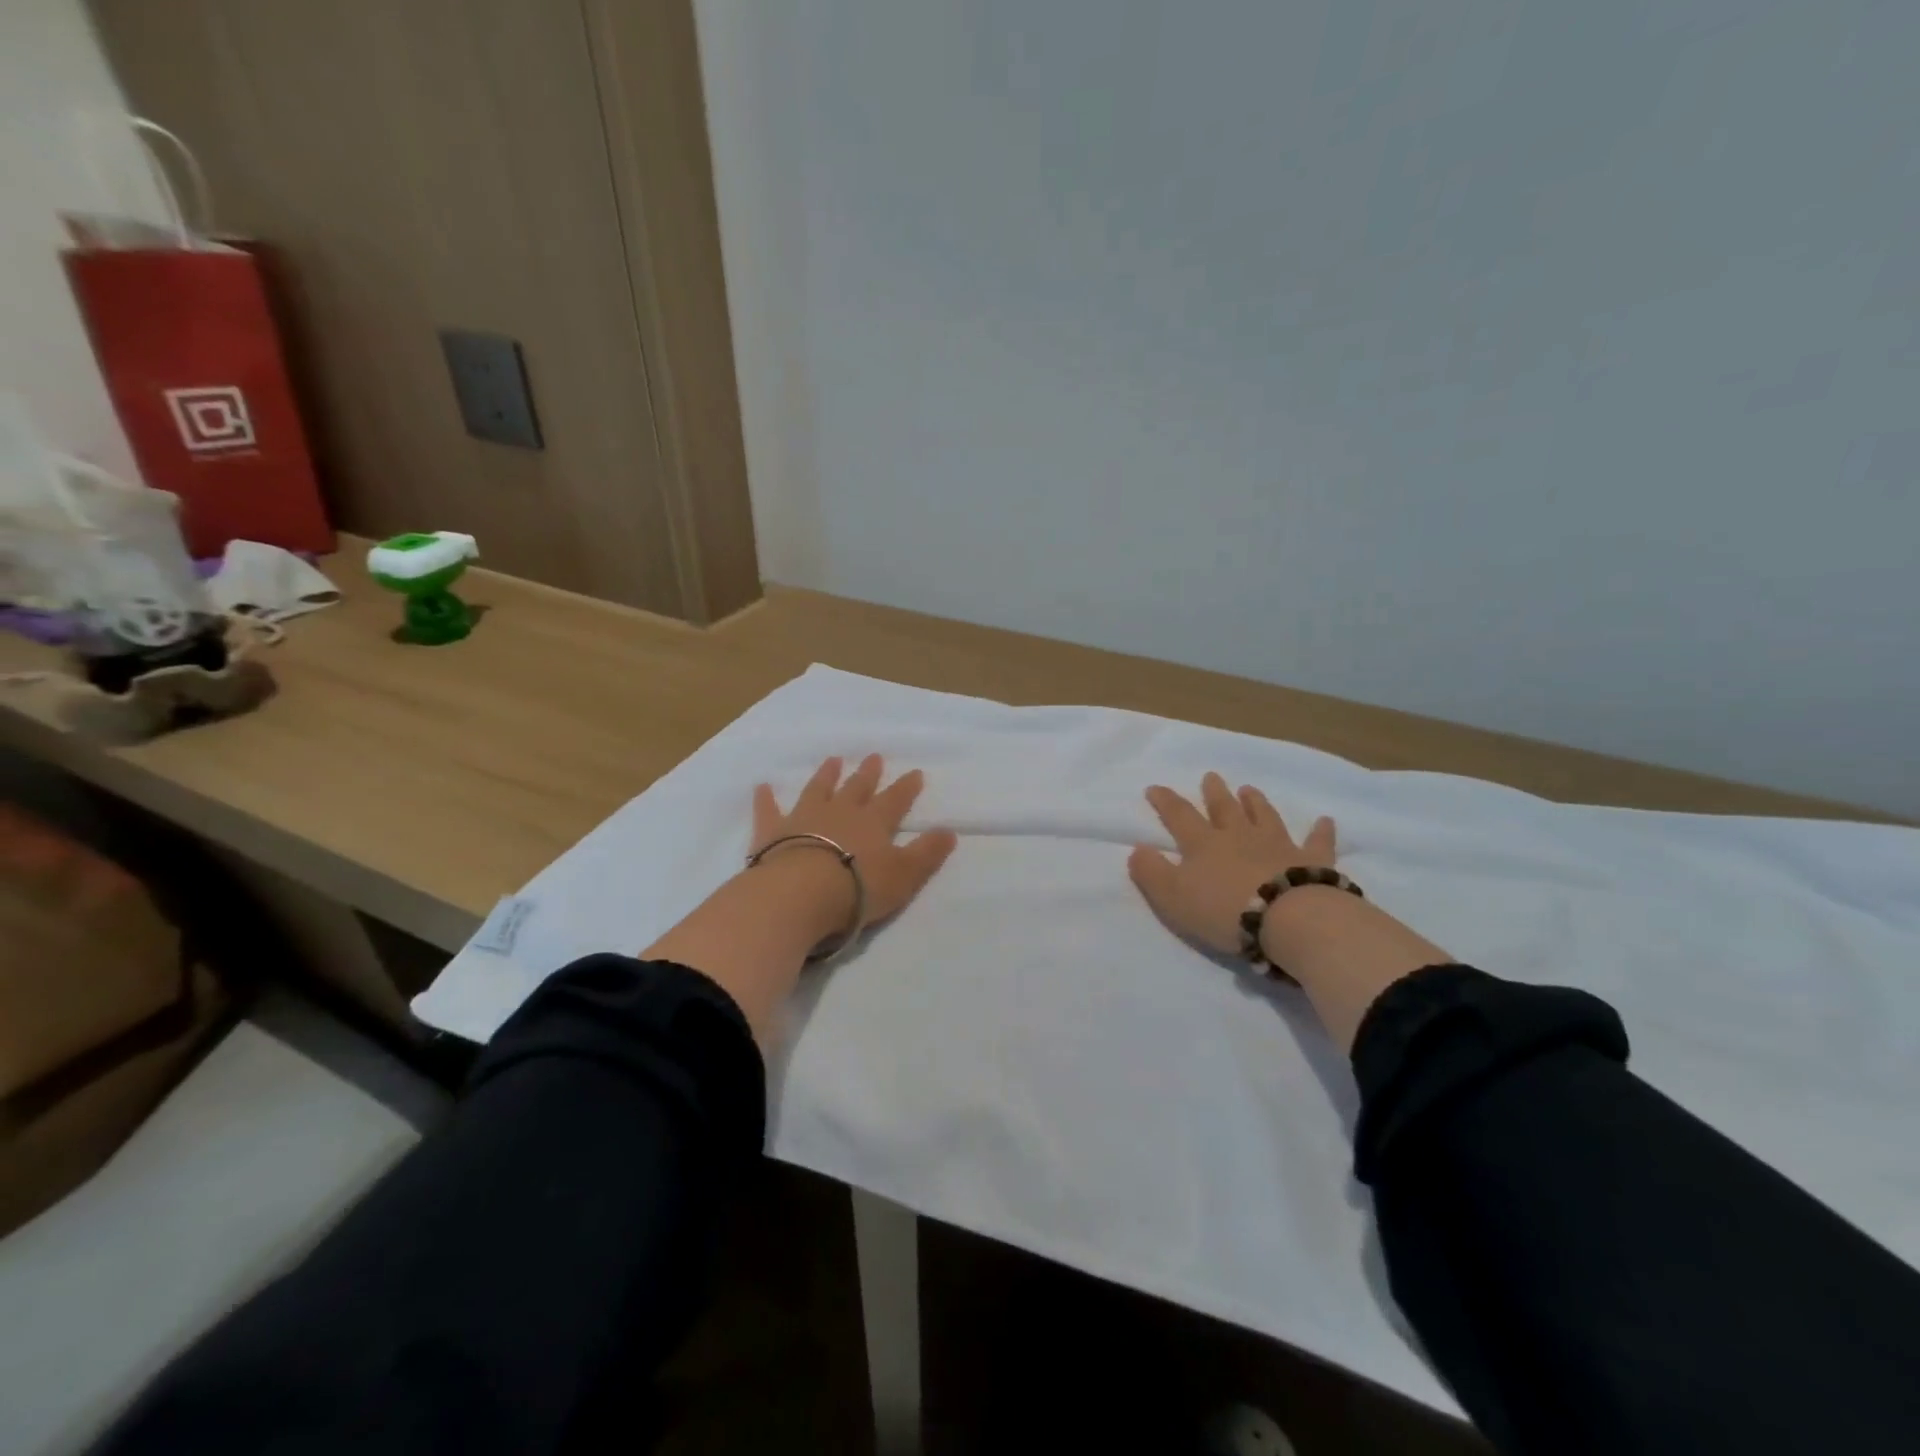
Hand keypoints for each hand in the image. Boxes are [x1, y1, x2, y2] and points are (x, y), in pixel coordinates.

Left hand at [646, 755, 956, 1050]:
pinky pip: (769, 809)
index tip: (915, 772)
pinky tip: (762, 786)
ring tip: (833, 760)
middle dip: (868, 773)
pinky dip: (766, 798)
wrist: (800, 894)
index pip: (895, 800)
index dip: (906, 788)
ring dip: (826, 775)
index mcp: (874, 823)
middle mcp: (841, 812)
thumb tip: (950, 831)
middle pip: (857, 788)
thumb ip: (927, 853)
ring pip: (818, 790)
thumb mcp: (905, 875)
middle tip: (873, 756)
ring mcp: (805, 818)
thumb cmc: (858, 888)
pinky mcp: (773, 831)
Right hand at [1128, 772, 1335, 955]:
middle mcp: (1239, 836)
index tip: (1155, 787)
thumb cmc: (1223, 910)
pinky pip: (1316, 842)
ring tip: (1249, 789)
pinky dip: (1321, 831)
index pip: (1179, 816)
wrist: (1286, 919)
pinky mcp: (1311, 860)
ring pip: (1264, 816)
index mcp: (1203, 844)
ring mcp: (1277, 845)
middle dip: (1215, 792)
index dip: (1165, 801)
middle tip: (1211, 776)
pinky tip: (1325, 820)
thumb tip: (1137, 849)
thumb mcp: (1172, 897)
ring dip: (1256, 802)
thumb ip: (1151, 872)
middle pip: (1224, 808)